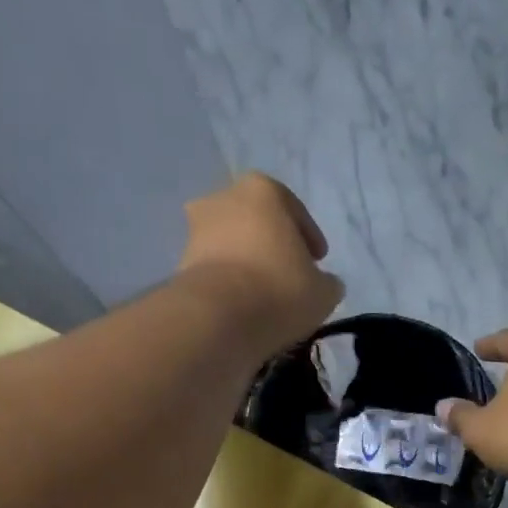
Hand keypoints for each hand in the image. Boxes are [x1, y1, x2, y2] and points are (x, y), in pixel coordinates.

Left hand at [177, 173, 343, 356]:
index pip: (294, 210)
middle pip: (257, 221)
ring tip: (265, 295)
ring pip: (232, 243)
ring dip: (247, 263)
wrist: (219, 317)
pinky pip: (215, 269)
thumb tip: (324, 283)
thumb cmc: (280, 290)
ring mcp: (196, 229)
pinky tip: (243, 306)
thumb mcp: (323, 291)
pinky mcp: (181, 262)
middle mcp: (224, 197)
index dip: (310, 238)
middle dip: (272, 245)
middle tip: (289, 275)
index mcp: (263, 190)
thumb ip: (326, 281)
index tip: (318, 261)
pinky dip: (229, 282)